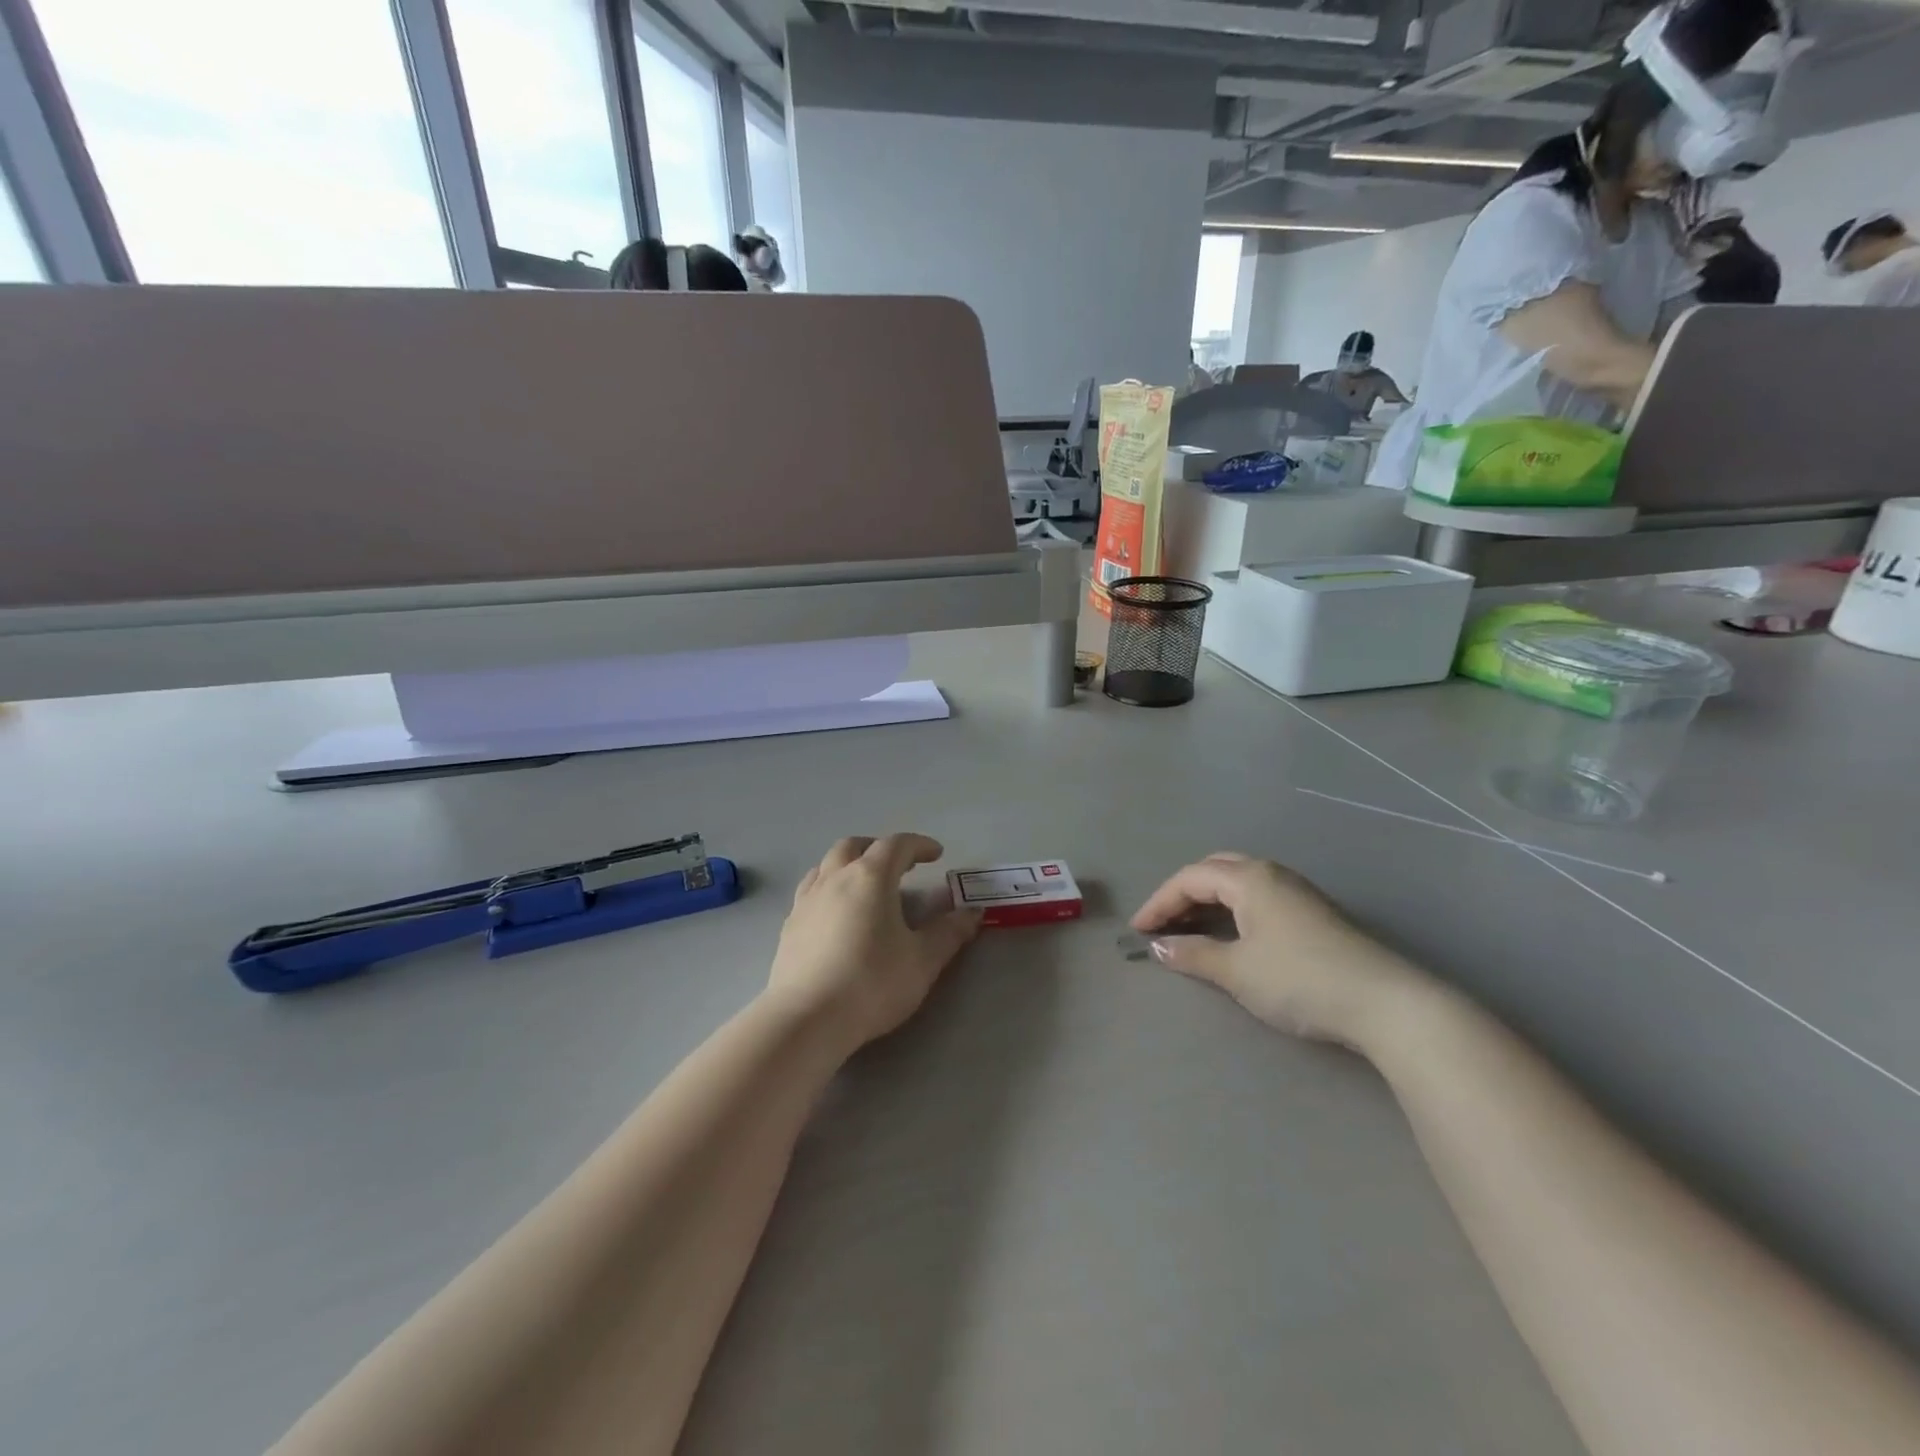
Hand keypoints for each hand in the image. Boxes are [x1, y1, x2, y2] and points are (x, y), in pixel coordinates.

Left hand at [766, 835, 981, 1053]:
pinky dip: (829, 887)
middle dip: (879, 848)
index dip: (919, 845)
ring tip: (865, 885)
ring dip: (849, 864)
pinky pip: (811, 890)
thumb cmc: (872, 983)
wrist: (807, 1019)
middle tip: (900, 865)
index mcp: (870, 877)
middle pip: (855, 846)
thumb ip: (949, 932)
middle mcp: (835, 878)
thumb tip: (972, 913)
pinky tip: (837, 913)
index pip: (896, 845)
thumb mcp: (923, 960)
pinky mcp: (789, 925)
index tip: (936, 854)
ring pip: (827, 864)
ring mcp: (807, 900)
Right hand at [1131, 853, 1436, 1051]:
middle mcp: (1272, 874)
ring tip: (1191, 930)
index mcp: (1249, 878)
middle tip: (1163, 923)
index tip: (1138, 932)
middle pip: (1215, 870)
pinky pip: (1259, 898)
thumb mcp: (1237, 971)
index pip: (1190, 878)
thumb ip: (1193, 955)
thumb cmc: (1299, 979)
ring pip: (1239, 883)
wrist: (1384, 1003)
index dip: (1159, 902)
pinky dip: (1233, 910)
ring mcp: (1298, 892)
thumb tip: (1158, 947)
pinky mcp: (1315, 914)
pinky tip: (1233, 936)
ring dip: (1209, 901)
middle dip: (1183, 893)